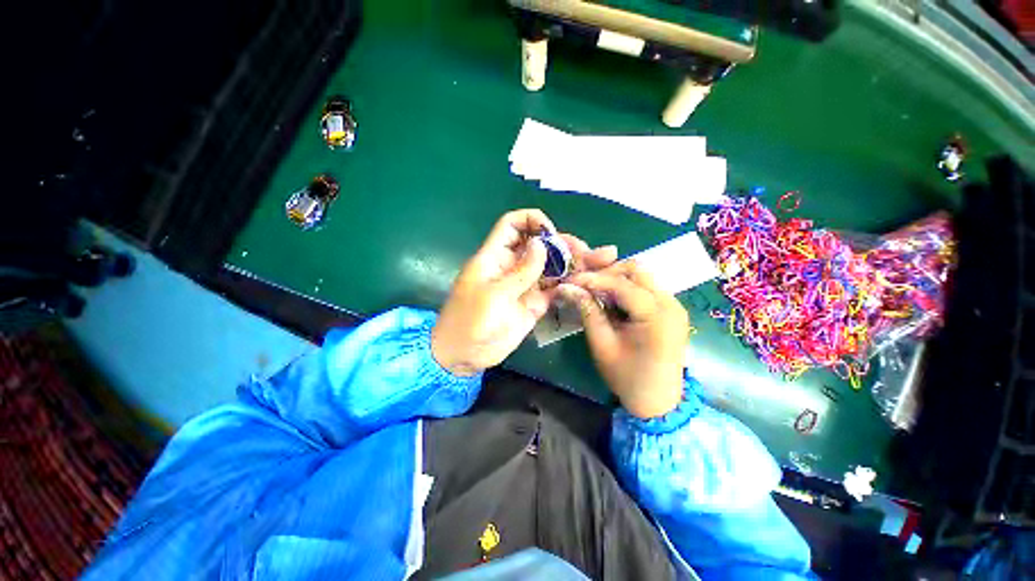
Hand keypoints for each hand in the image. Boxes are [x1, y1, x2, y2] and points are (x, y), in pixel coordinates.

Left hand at [432, 209, 616, 375]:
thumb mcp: (494, 294)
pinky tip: (586, 283)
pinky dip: (569, 284)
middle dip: (562, 244)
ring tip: (598, 262)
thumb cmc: (470, 321)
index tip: (551, 234)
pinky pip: (554, 289)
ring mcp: (525, 285)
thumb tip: (542, 244)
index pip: (513, 224)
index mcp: (496, 256)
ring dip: (572, 264)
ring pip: (551, 267)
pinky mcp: (534, 303)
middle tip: (585, 251)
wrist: (465, 355)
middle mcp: (512, 266)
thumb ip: (521, 271)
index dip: (532, 221)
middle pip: (539, 245)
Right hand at [559, 261, 689, 417]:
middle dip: (607, 273)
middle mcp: (670, 303)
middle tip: (585, 285)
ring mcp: (674, 305)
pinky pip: (646, 288)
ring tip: (595, 293)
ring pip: (641, 276)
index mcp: (656, 314)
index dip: (592, 278)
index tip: (570, 280)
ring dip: (616, 279)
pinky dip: (626, 289)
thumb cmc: (628, 377)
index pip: (620, 283)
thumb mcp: (602, 344)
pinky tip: (612, 302)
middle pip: (636, 270)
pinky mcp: (672, 310)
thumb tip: (567, 287)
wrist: (659, 402)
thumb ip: (587, 310)